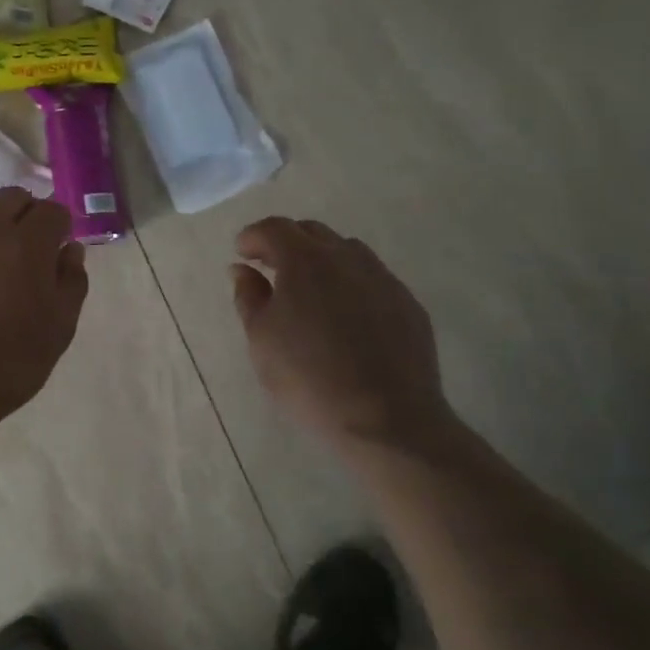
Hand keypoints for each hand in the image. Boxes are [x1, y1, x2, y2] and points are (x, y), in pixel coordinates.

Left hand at [0, 189, 88, 434]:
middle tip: (21, 250)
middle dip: (23, 216)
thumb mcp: (58, 331)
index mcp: (25, 245)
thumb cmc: (6, 366)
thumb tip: (69, 250)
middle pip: (11, 198)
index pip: (52, 211)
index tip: (54, 248)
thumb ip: (71, 282)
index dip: (58, 227)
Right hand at [230, 218, 456, 453]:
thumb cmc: (308, 378)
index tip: (242, 254)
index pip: (274, 228)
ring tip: (310, 290)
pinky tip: (345, 315)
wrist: (387, 421)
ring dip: (322, 258)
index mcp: (305, 261)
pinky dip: (351, 282)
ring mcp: (383, 279)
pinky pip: (373, 277)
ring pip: (347, 250)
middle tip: (270, 269)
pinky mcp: (408, 305)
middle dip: (286, 242)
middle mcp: (346, 259)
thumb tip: (243, 269)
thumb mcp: (261, 339)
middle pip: (312, 232)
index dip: (253, 236)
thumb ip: (249, 296)